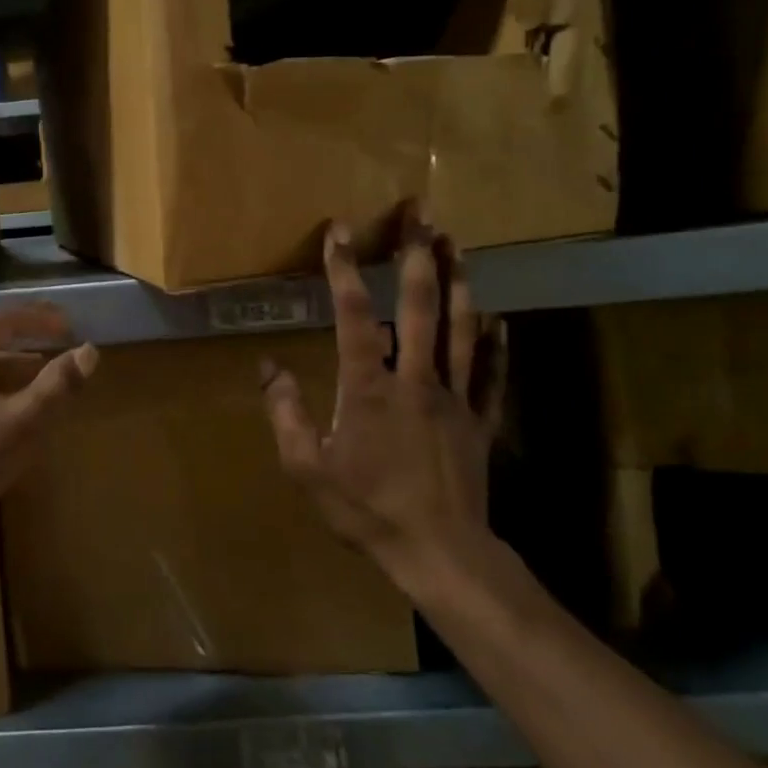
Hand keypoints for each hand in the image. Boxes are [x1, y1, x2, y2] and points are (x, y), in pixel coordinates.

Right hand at [262, 220, 505, 602]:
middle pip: (422, 305)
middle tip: (422, 213)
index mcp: (369, 387)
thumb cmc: (367, 510)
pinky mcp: (481, 421)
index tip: (340, 229)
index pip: (356, 314)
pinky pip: (492, 374)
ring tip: (458, 243)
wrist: (439, 553)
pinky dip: (496, 344)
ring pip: (463, 328)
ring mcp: (455, 397)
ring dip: (460, 281)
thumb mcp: (308, 468)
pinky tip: (499, 319)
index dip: (345, 269)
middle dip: (419, 254)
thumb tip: (268, 367)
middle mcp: (416, 378)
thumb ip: (286, 413)